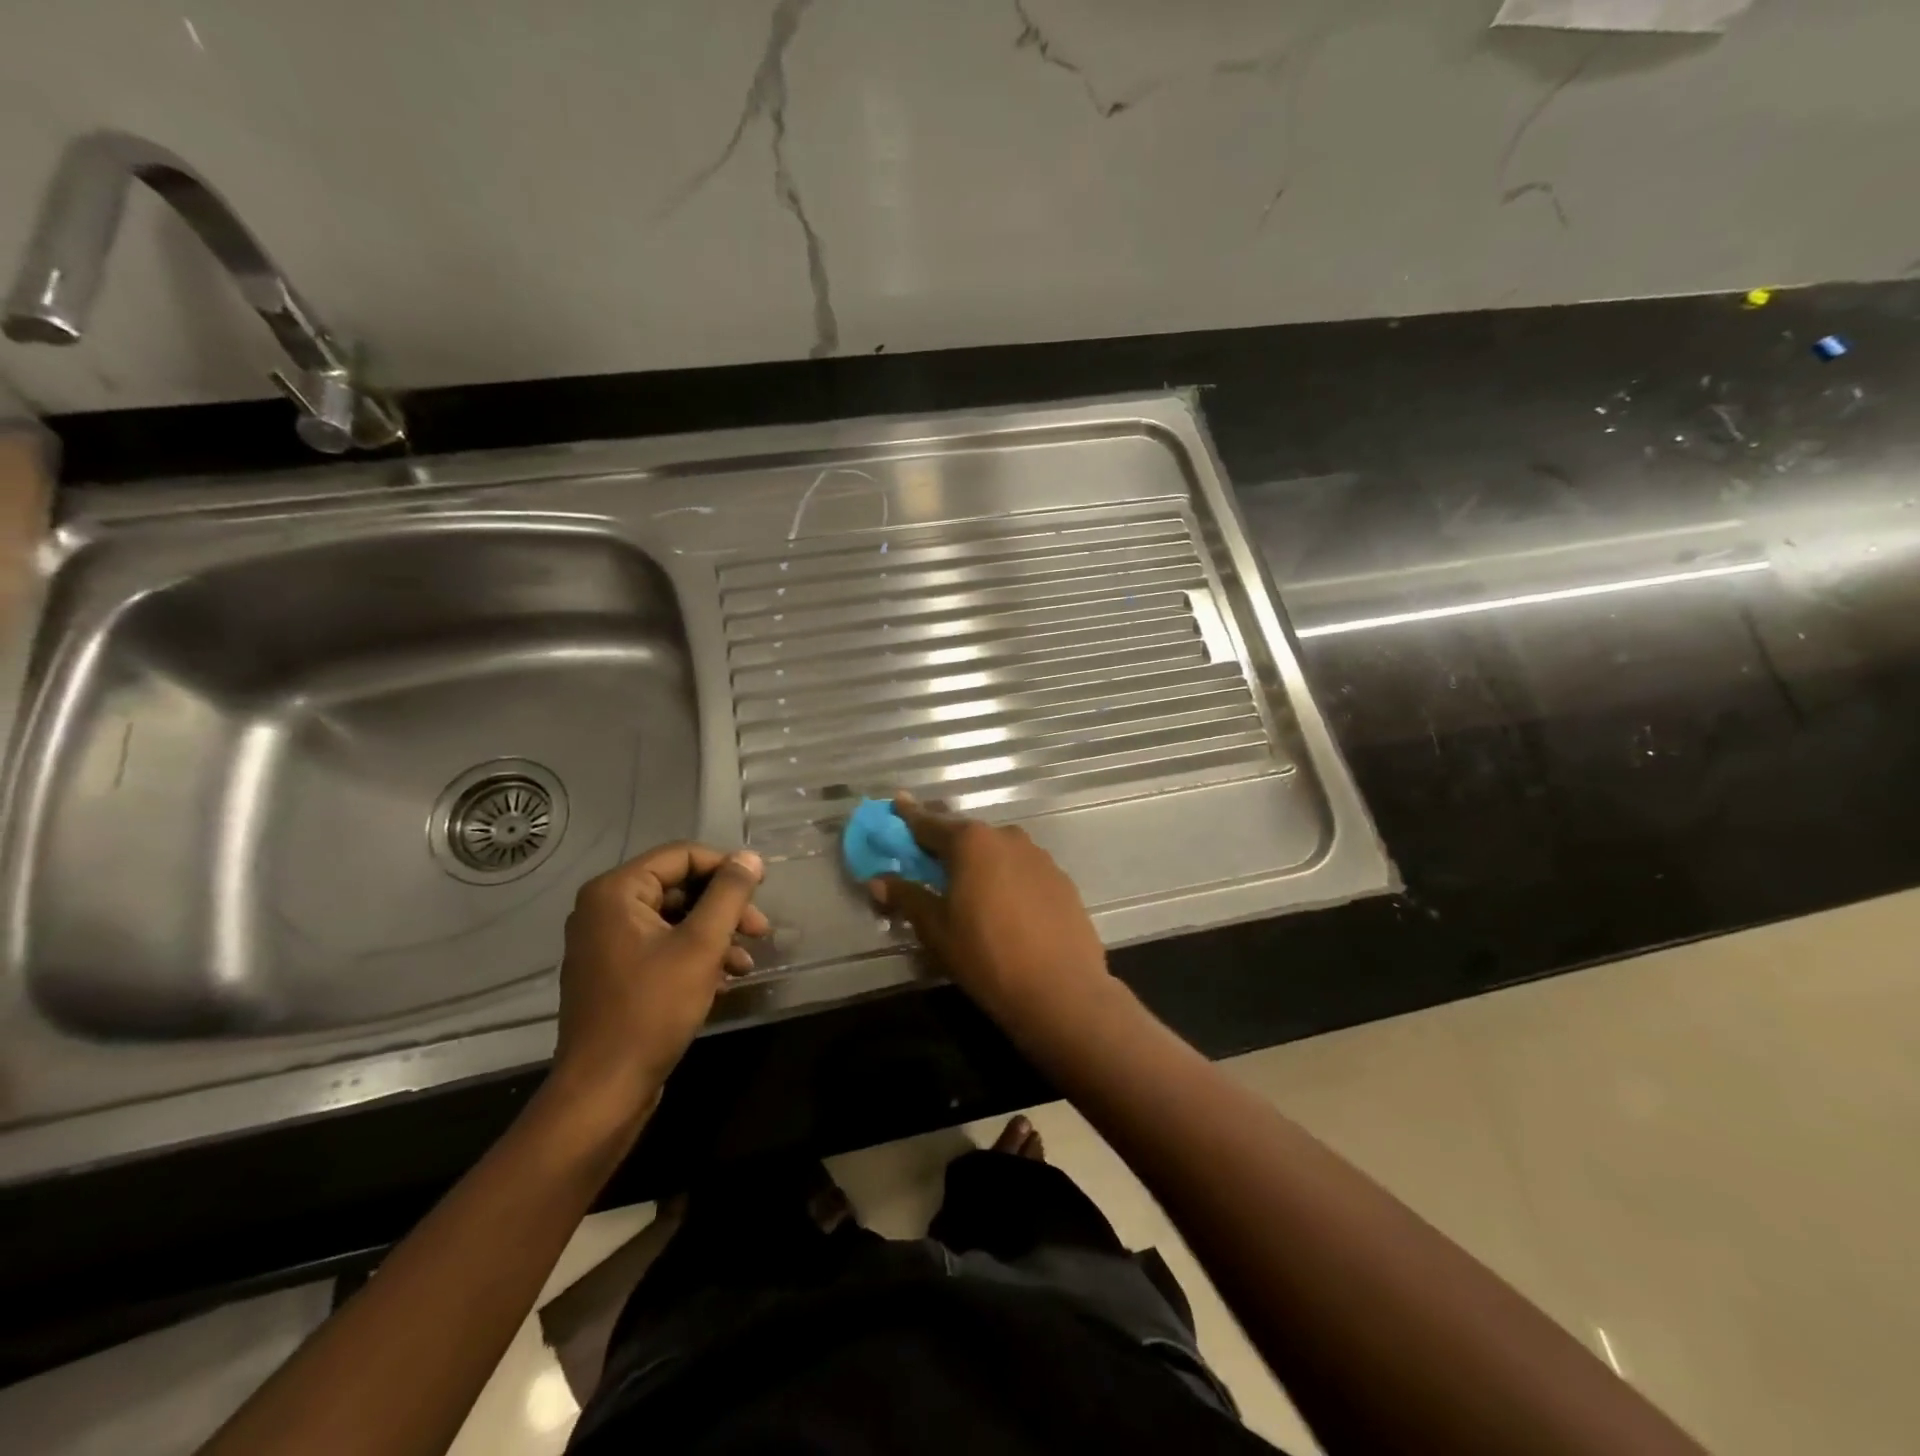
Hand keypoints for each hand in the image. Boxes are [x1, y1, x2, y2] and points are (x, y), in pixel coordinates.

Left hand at [548, 843, 768, 1132]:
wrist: (604, 1090)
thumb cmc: (652, 1009)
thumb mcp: (701, 946)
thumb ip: (729, 894)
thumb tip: (750, 857)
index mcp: (616, 892)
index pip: (681, 856)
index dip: (726, 868)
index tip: (762, 890)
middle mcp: (604, 909)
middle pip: (679, 887)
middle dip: (724, 908)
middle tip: (761, 931)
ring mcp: (606, 943)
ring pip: (674, 920)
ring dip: (715, 935)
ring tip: (746, 963)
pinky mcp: (614, 973)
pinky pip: (661, 947)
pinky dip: (695, 956)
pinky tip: (724, 980)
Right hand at [868, 794, 1111, 1027]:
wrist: (1061, 990)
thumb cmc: (986, 955)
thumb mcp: (937, 929)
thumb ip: (908, 898)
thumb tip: (877, 881)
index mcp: (971, 842)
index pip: (929, 824)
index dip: (909, 816)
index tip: (897, 802)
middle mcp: (1007, 837)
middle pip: (966, 836)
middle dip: (945, 846)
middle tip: (927, 862)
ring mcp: (1039, 857)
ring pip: (998, 852)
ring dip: (979, 864)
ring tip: (967, 890)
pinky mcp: (1061, 880)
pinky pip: (1022, 871)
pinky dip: (1006, 879)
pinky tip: (1004, 907)